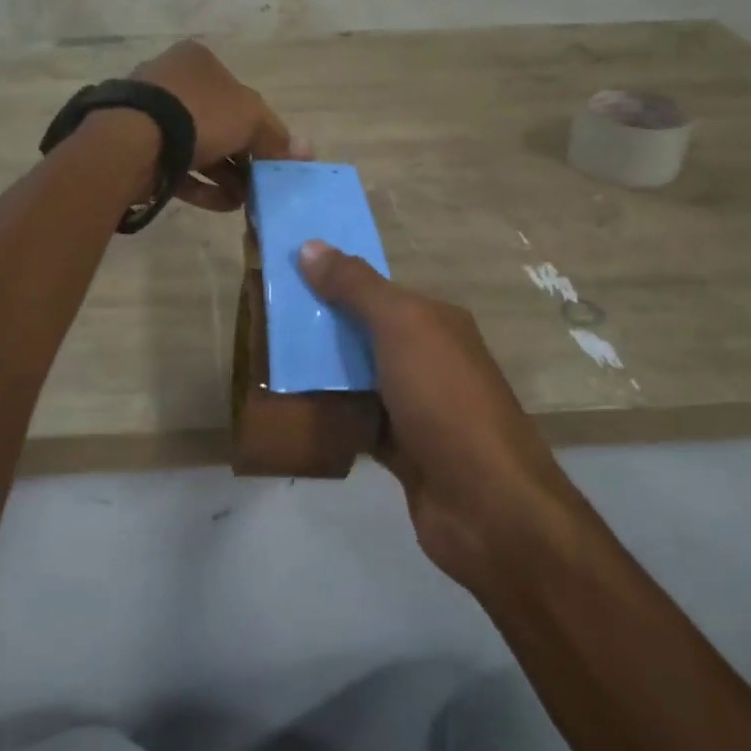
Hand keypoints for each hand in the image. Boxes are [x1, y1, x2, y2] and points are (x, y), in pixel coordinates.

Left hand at [132, 40, 308, 210]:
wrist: (133, 140)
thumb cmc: (199, 114)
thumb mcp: (250, 120)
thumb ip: (277, 137)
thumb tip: (305, 152)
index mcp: (200, 62)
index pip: (241, 96)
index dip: (263, 129)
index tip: (273, 158)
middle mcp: (173, 81)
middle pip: (220, 124)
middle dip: (243, 157)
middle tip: (261, 184)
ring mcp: (151, 116)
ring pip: (199, 148)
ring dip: (226, 175)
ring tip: (245, 201)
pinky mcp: (137, 148)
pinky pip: (178, 167)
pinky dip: (202, 185)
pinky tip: (224, 205)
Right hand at [298, 240, 592, 595]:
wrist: (486, 504)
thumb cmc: (444, 400)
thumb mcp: (401, 328)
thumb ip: (357, 287)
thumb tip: (311, 246)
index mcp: (435, 321)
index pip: (376, 289)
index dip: (332, 280)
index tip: (283, 278)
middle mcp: (428, 358)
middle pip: (363, 333)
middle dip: (319, 327)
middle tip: (264, 323)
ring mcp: (417, 406)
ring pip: (357, 379)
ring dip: (320, 374)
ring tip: (265, 364)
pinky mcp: (402, 449)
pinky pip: (357, 421)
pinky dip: (330, 417)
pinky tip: (290, 413)